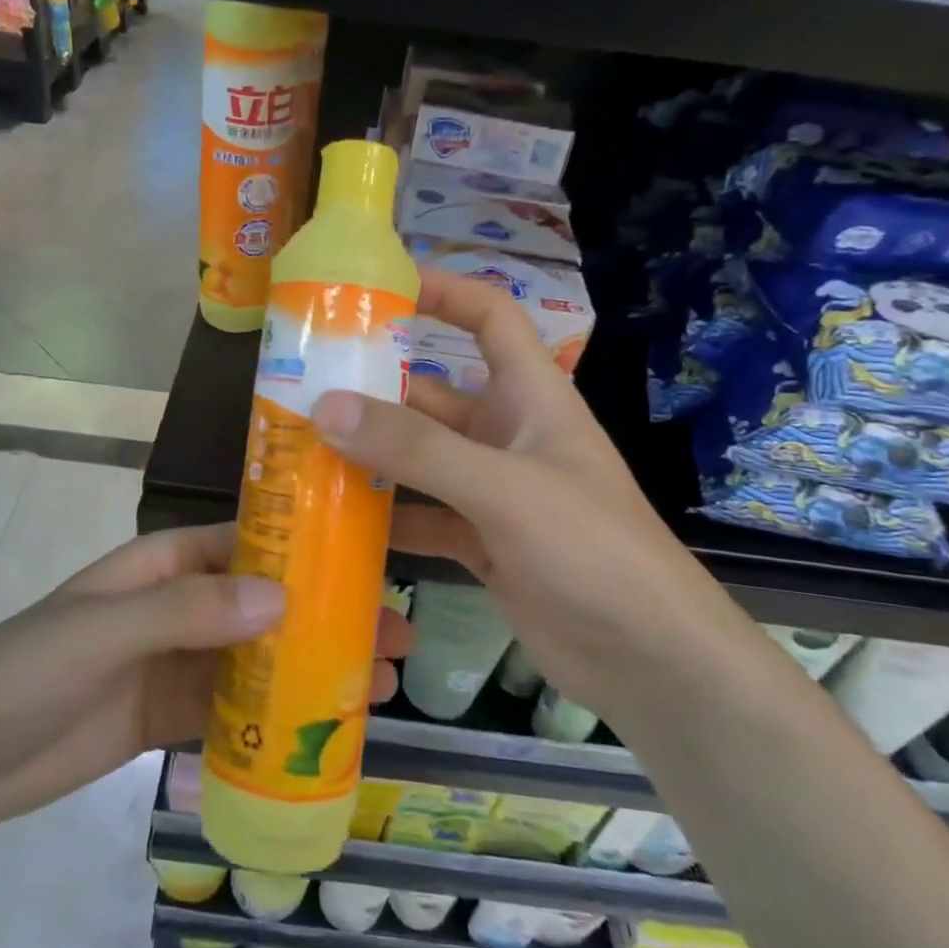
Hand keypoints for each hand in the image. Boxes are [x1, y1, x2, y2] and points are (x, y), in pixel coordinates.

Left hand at [0, 525, 409, 830]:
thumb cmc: (28, 667)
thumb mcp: (105, 627)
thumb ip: (188, 611)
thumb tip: (283, 600)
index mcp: (165, 564)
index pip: (248, 543)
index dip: (306, 550)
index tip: (367, 563)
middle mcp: (180, 606)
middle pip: (266, 604)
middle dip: (325, 616)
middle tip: (394, 636)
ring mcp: (177, 663)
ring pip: (258, 659)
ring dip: (311, 670)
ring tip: (377, 686)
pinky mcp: (170, 716)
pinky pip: (234, 712)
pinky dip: (275, 720)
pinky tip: (322, 733)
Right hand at [312, 270, 725, 714]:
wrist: (648, 659)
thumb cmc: (591, 549)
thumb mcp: (503, 488)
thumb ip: (416, 448)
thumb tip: (326, 406)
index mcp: (529, 396)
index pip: (488, 317)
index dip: (441, 291)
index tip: (377, 288)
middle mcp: (507, 434)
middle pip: (431, 394)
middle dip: (373, 390)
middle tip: (300, 389)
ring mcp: (492, 491)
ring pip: (418, 459)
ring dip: (369, 456)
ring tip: (300, 451)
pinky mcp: (481, 542)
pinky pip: (421, 515)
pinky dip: (385, 517)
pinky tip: (335, 521)